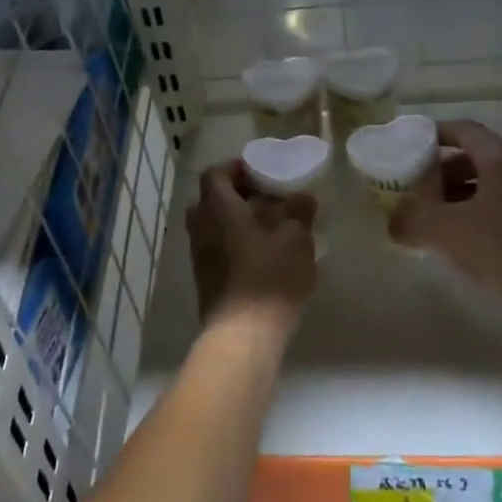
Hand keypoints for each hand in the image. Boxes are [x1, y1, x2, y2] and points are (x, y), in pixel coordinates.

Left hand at [185, 160, 317, 338]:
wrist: (244, 333)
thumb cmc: (270, 276)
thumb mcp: (296, 238)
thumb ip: (299, 211)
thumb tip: (303, 197)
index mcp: (218, 207)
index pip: (215, 173)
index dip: (235, 168)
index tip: (260, 172)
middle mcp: (201, 226)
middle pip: (211, 199)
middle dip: (236, 195)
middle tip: (266, 199)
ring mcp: (199, 255)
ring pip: (214, 225)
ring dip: (236, 221)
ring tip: (270, 228)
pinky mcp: (204, 279)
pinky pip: (216, 248)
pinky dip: (234, 243)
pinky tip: (263, 255)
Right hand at [389, 119, 501, 322]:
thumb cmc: (500, 249)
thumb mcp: (444, 231)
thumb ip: (411, 220)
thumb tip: (392, 224)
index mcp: (500, 160)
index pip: (464, 130)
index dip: (434, 134)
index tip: (409, 145)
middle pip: (473, 157)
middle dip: (440, 170)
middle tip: (414, 187)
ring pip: (486, 184)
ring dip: (455, 194)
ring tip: (430, 216)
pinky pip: (498, 206)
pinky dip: (473, 212)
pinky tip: (456, 238)